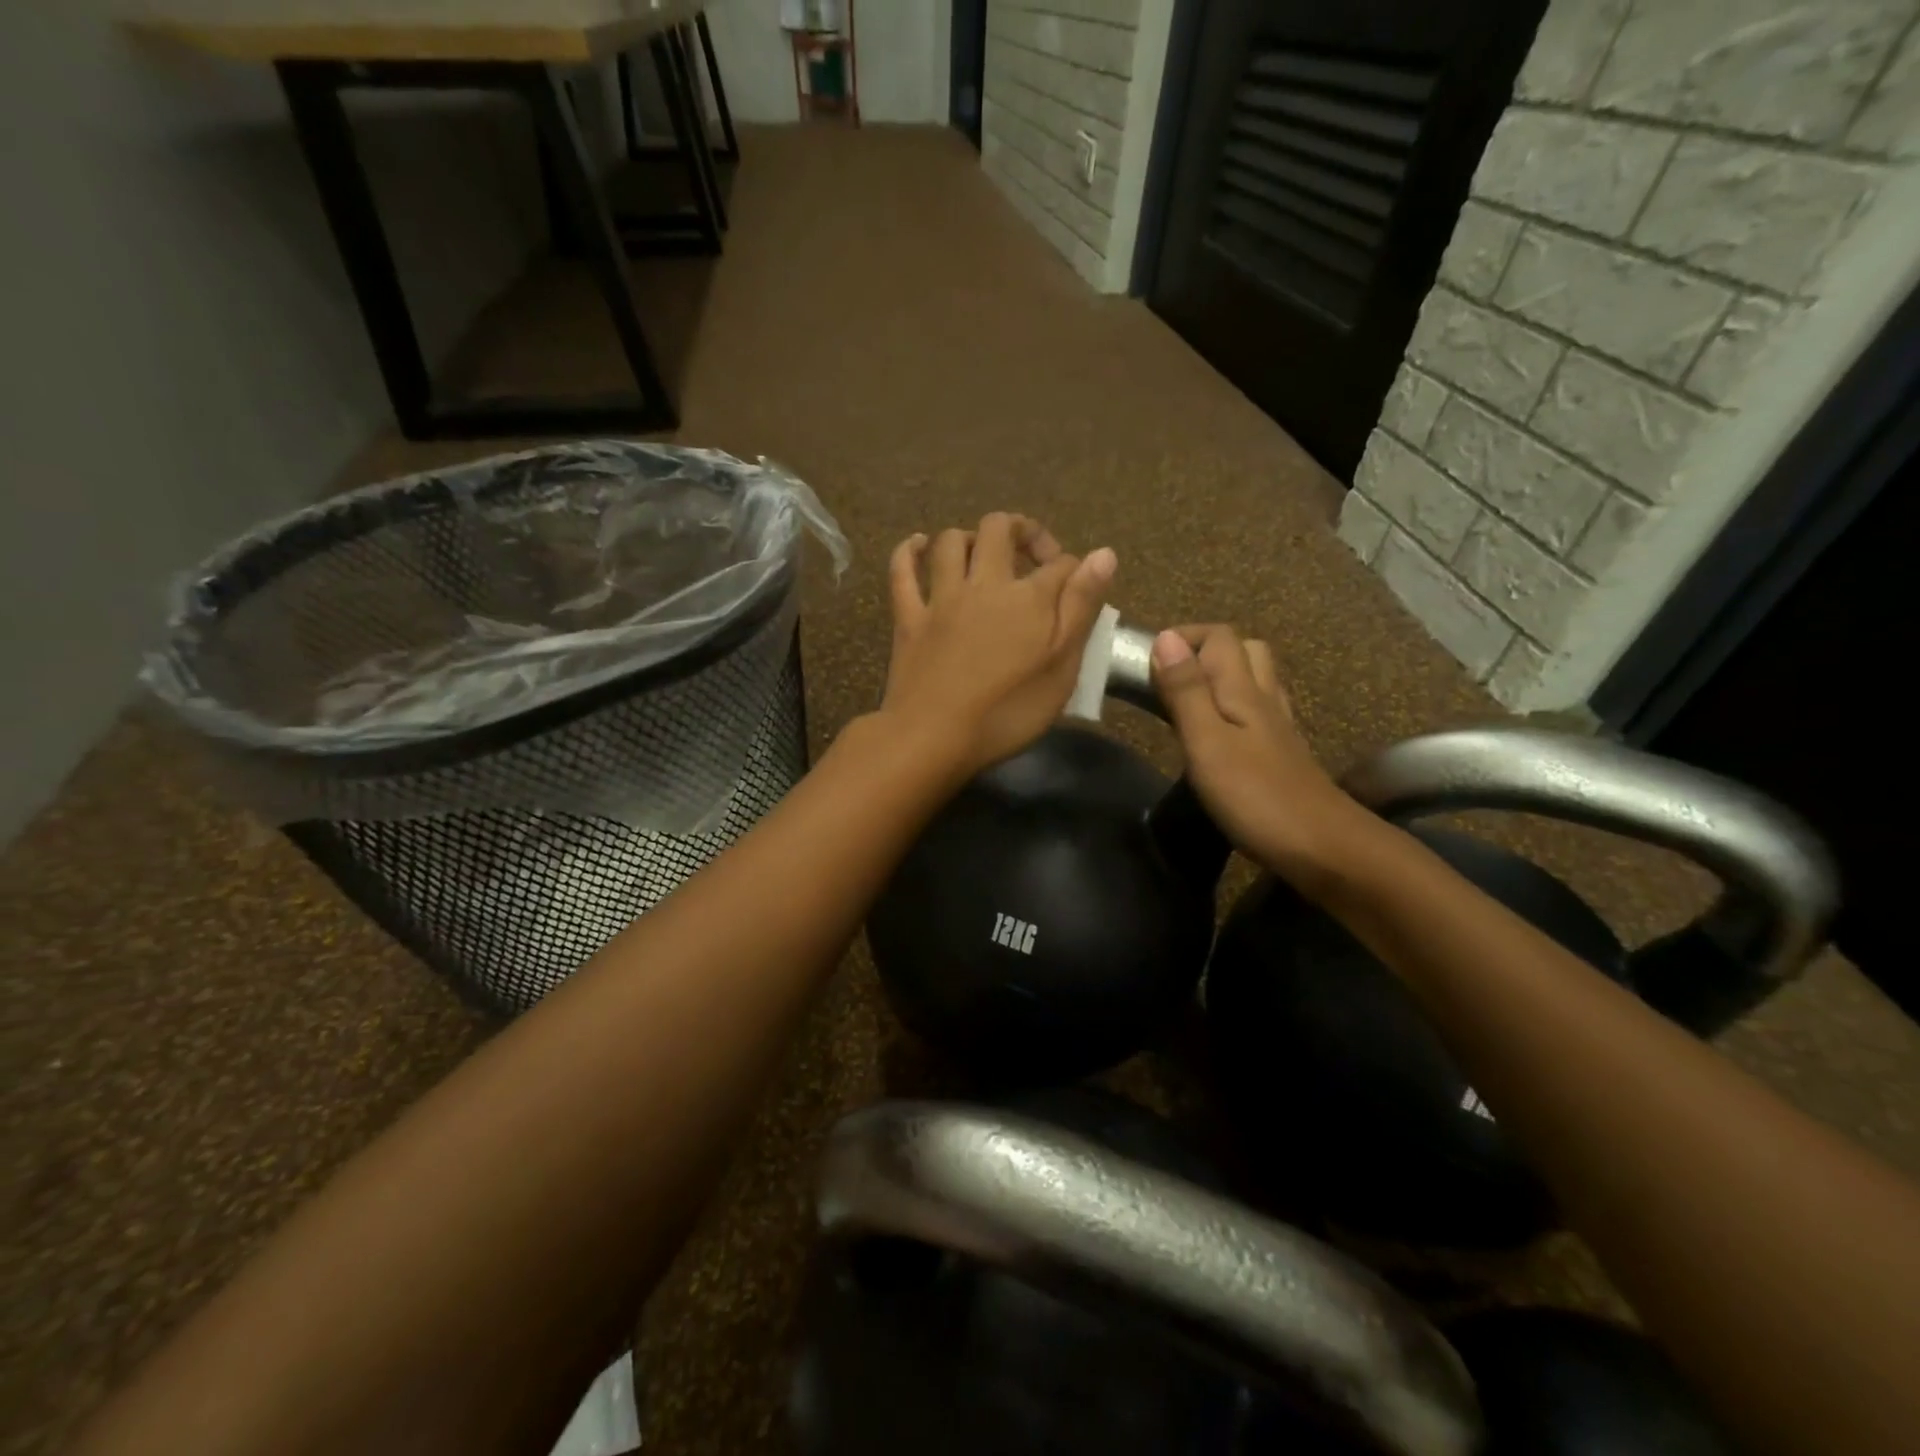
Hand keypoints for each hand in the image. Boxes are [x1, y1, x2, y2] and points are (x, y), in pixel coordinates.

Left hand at [879, 513, 1115, 777]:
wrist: (934, 737)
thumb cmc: (1008, 712)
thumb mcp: (1062, 667)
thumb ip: (1081, 608)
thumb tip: (1104, 553)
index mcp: (1028, 598)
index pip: (1060, 563)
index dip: (1075, 569)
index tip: (1079, 592)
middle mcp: (983, 584)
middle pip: (999, 530)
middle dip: (1021, 530)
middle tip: (1032, 557)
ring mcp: (940, 599)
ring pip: (950, 542)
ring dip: (970, 537)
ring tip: (983, 554)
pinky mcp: (908, 618)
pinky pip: (902, 572)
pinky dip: (908, 551)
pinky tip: (917, 545)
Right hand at [1150, 625, 1362, 889]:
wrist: (1323, 848)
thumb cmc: (1255, 796)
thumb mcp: (1207, 742)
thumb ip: (1186, 691)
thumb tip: (1165, 638)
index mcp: (1243, 690)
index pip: (1219, 637)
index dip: (1183, 637)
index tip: (1147, 661)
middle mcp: (1264, 698)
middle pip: (1243, 650)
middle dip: (1202, 651)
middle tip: (1166, 679)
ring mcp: (1277, 727)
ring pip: (1252, 680)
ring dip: (1218, 677)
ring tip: (1184, 701)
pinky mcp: (1281, 753)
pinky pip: (1256, 711)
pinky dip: (1231, 707)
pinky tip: (1216, 733)